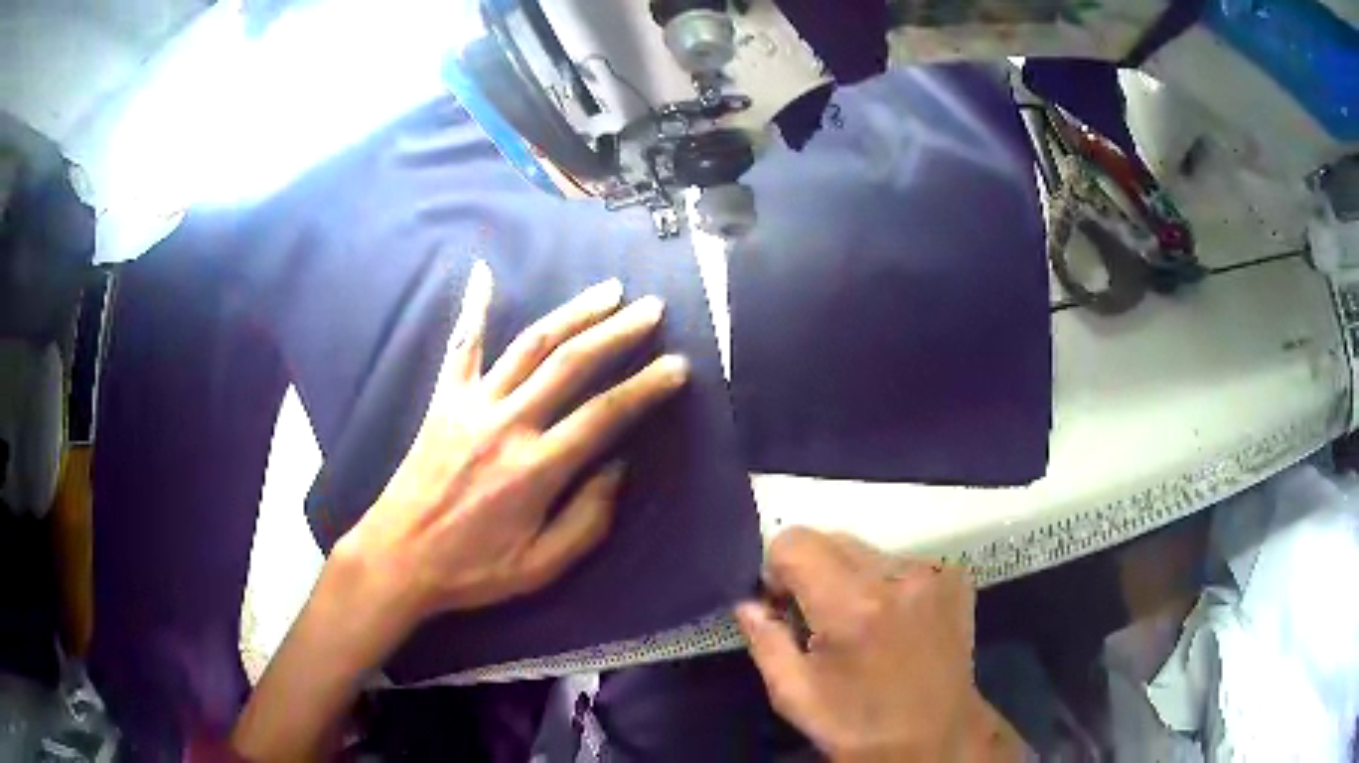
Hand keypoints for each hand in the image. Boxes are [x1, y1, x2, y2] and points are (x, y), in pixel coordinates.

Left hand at [338, 260, 688, 627]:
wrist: (400, 556)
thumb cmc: (472, 569)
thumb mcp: (541, 567)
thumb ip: (588, 519)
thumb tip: (618, 466)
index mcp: (536, 468)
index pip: (605, 414)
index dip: (648, 387)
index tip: (679, 367)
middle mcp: (507, 424)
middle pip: (572, 364)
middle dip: (618, 331)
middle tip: (652, 308)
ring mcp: (472, 405)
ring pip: (530, 345)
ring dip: (573, 313)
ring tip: (608, 290)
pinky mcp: (444, 400)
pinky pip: (462, 346)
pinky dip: (473, 307)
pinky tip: (483, 272)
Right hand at [736, 529, 1021, 761]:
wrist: (936, 738)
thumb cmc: (859, 726)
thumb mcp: (795, 696)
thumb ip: (765, 641)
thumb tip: (748, 602)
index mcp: (852, 607)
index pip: (796, 542)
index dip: (778, 569)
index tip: (783, 604)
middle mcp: (897, 576)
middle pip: (833, 539)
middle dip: (814, 571)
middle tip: (819, 618)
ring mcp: (933, 573)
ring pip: (868, 551)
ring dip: (852, 577)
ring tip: (862, 623)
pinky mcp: (955, 578)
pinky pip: (902, 562)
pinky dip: (887, 584)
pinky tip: (893, 622)